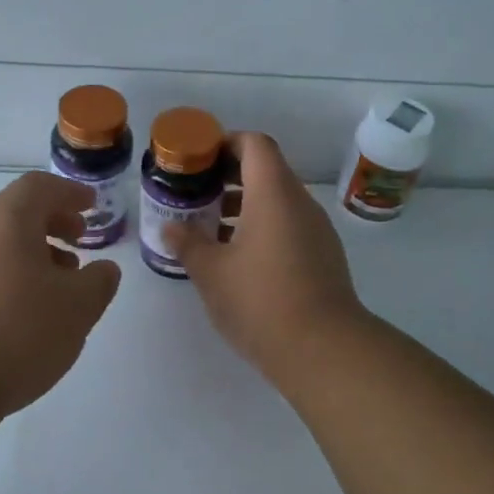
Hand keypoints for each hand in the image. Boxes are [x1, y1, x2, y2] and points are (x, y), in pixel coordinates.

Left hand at [0, 172, 122, 417]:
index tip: (91, 206)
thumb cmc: (17, 330)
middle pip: (16, 211)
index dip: (69, 192)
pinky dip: (11, 276)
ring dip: (33, 252)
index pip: (39, 186)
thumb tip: (103, 270)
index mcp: (8, 219)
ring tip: (59, 282)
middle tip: (78, 238)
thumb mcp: (77, 307)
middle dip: (51, 220)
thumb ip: (98, 282)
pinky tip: (26, 311)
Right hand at [170, 132, 373, 377]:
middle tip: (196, 195)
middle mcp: (300, 203)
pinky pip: (289, 225)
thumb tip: (169, 226)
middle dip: (228, 177)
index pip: (255, 144)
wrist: (324, 350)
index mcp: (273, 193)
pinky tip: (238, 258)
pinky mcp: (323, 255)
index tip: (198, 161)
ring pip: (277, 200)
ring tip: (210, 228)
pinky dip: (262, 227)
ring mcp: (316, 230)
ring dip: (244, 205)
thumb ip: (188, 243)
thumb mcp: (211, 272)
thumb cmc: (261, 300)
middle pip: (266, 170)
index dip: (225, 143)